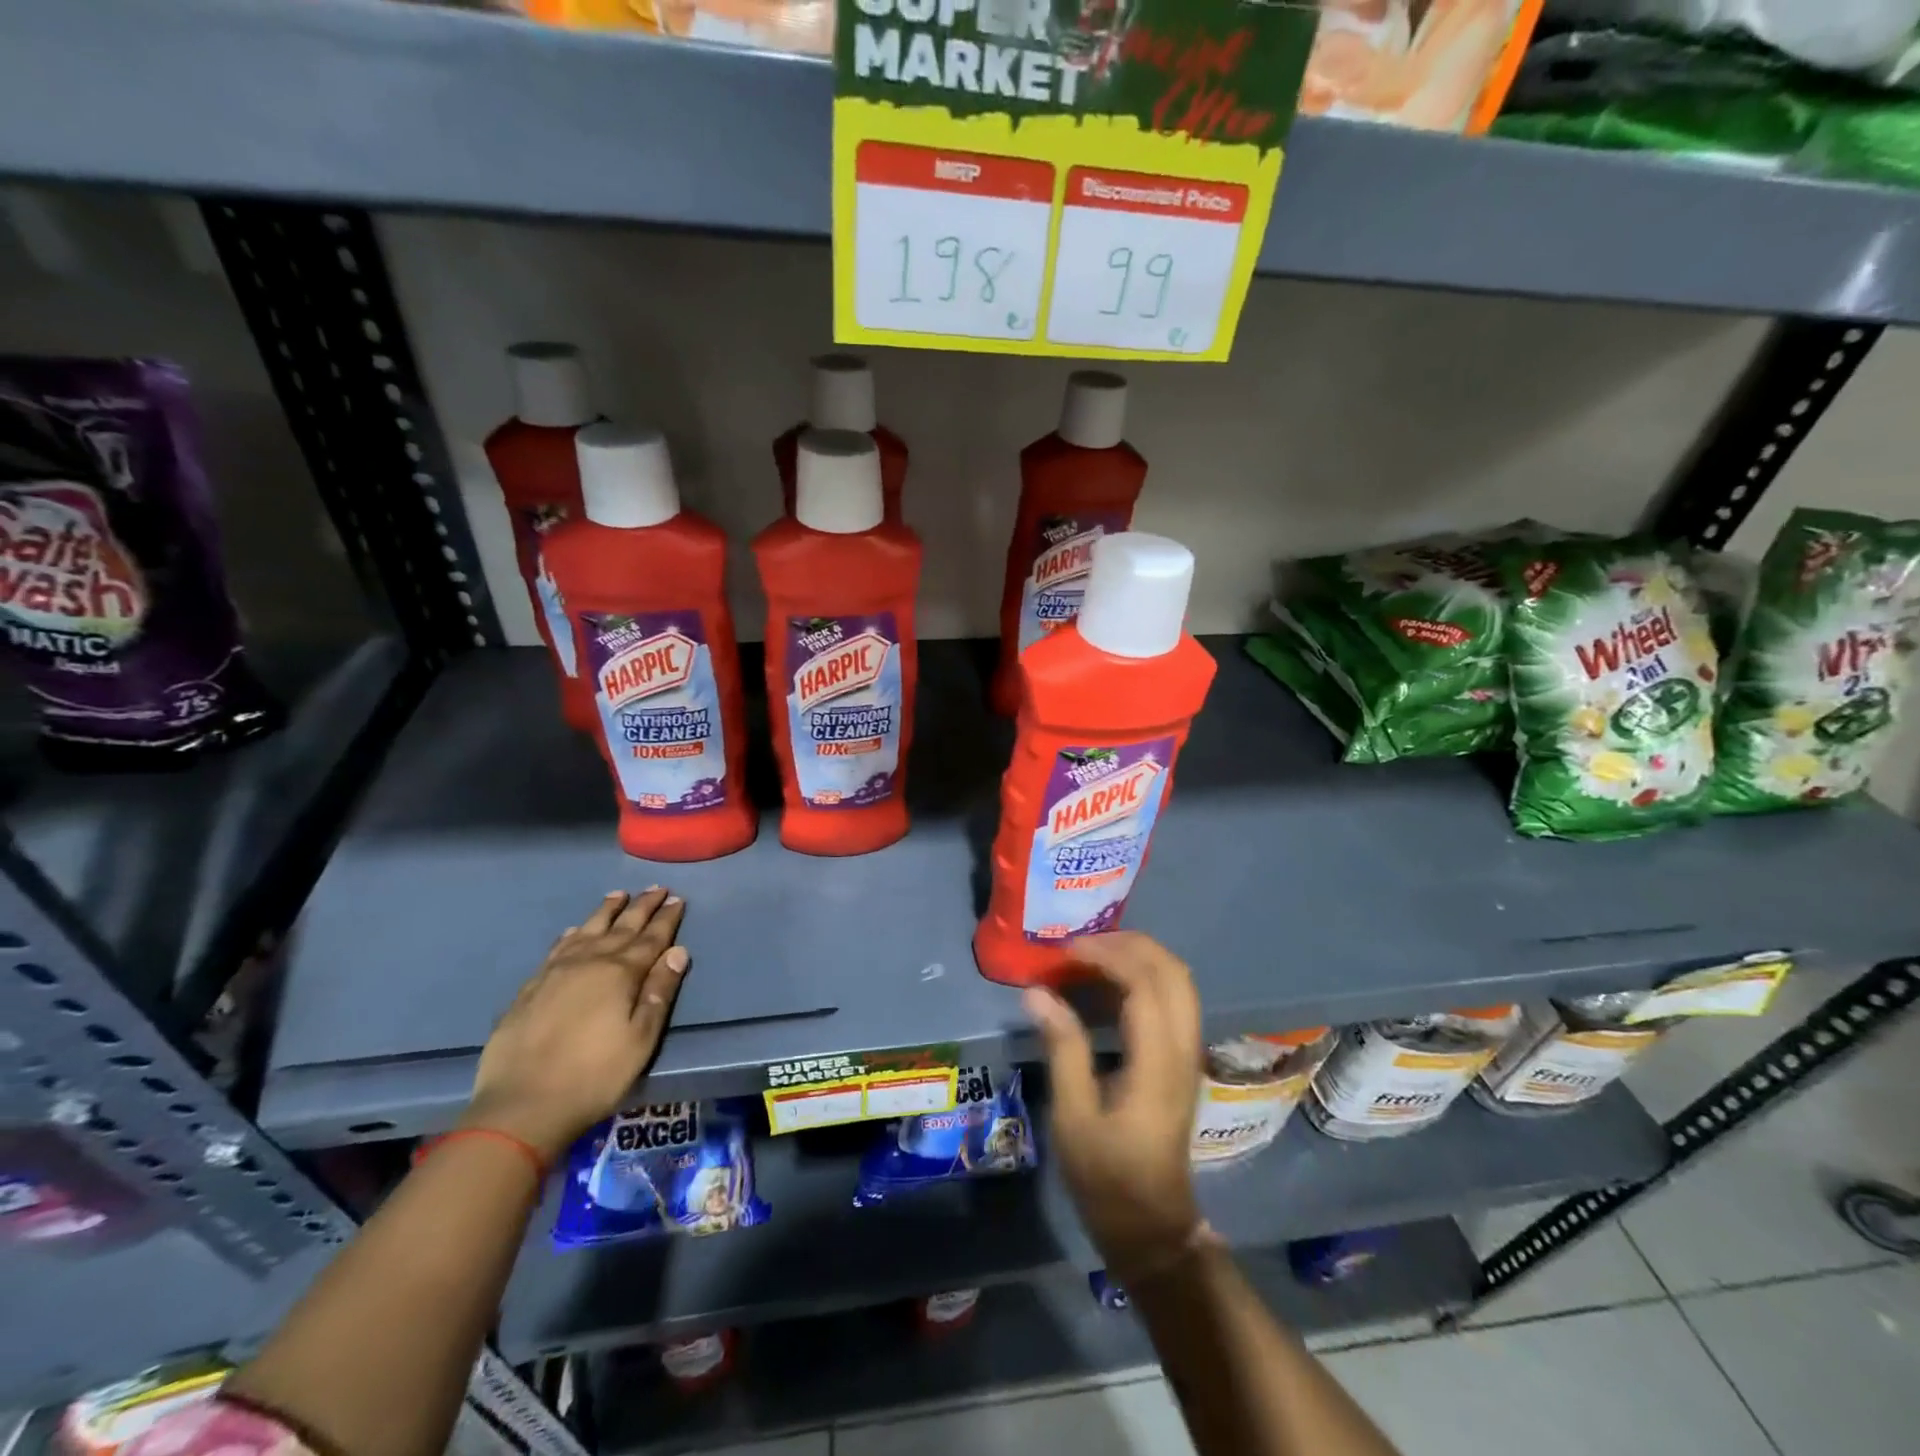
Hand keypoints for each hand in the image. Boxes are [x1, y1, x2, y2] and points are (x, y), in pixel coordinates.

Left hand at [461, 888, 689, 1162]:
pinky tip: (574, 931)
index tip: (677, 899)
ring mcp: (555, 973)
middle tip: (655, 888)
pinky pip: (556, 949)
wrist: (521, 1106)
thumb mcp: (641, 1038)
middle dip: (641, 907)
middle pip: (621, 927)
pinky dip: (571, 934)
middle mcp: (589, 962)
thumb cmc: (595, 1075)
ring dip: (606, 912)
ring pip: (587, 931)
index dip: (666, 918)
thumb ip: (659, 992)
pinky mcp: (530, 988)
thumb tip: (677, 951)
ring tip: (618, 895)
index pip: (651, 938)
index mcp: (620, 973)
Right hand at [1025, 931, 1202, 1283]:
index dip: (1107, 956)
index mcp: (1157, 1063)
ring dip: (1140, 957)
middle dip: (1130, 945)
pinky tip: (1110, 983)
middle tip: (1082, 944)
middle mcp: (1182, 1049)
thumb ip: (1062, 1048)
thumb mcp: (1073, 1116)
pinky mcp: (1182, 1060)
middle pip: (1173, 972)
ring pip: (1179, 982)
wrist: (1152, 1225)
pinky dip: (1146, 976)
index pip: (1145, 985)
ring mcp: (1188, 1054)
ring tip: (1093, 955)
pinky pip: (1174, 999)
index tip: (1066, 951)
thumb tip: (1037, 992)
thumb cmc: (1107, 1176)